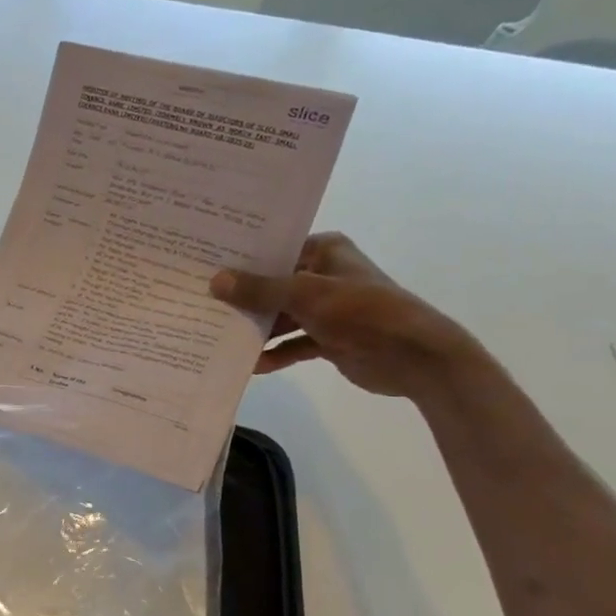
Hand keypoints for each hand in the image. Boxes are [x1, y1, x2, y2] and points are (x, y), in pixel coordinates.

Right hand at [210, 232, 478, 399]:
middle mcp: (323, 275)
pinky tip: (250, 365)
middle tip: (201, 302)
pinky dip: (275, 353)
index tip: (204, 267)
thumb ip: (260, 290)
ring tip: (217, 335)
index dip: (242, 260)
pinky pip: (292, 344)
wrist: (415, 357)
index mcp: (324, 251)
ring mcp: (326, 309)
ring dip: (256, 329)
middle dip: (242, 298)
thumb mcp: (306, 295)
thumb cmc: (363, 311)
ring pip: (280, 316)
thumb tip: (215, 281)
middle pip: (273, 285)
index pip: (275, 250)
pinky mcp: (328, 339)